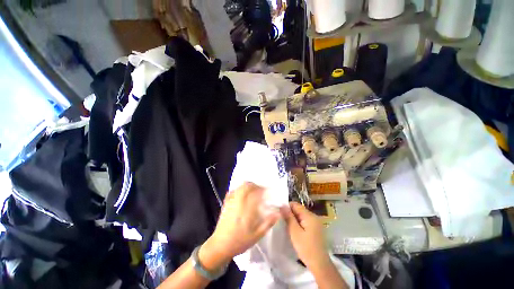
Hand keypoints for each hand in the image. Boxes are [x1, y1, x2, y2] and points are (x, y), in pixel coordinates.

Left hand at [199, 182, 279, 270]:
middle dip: (254, 185)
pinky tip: (242, 193)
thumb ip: (268, 223)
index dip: (262, 189)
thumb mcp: (257, 235)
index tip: (267, 190)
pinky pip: (232, 191)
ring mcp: (231, 202)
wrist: (220, 246)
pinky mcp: (226, 204)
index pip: (256, 193)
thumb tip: (278, 213)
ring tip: (253, 189)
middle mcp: (238, 202)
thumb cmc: (239, 241)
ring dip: (247, 185)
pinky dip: (239, 189)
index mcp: (247, 209)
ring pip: (239, 187)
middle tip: (260, 188)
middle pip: (246, 186)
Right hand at [281, 202, 330, 269]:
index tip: (279, 212)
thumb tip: (282, 206)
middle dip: (290, 213)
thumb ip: (289, 217)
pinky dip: (298, 223)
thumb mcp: (295, 232)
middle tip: (281, 219)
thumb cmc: (306, 248)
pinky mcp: (315, 229)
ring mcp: (315, 223)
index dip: (287, 207)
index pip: (296, 205)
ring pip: (301, 216)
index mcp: (309, 216)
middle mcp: (314, 216)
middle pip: (299, 209)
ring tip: (285, 224)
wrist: (320, 265)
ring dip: (293, 219)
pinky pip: (305, 221)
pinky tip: (293, 230)